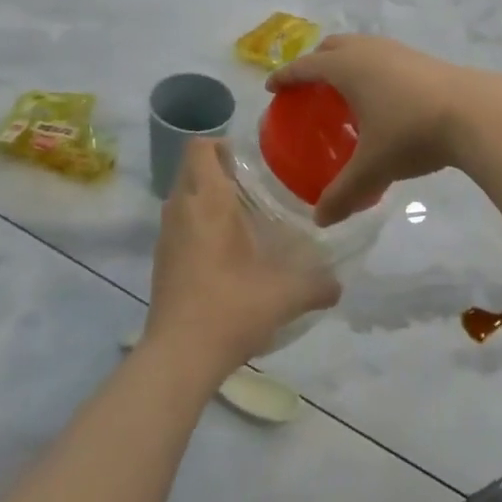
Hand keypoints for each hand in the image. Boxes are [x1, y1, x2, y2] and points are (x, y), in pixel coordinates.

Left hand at [143, 138, 339, 376]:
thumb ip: (317, 284)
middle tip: (253, 186)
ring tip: (242, 218)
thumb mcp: (285, 295)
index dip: (220, 144)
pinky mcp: (161, 262)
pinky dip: (197, 226)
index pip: (200, 148)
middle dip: (217, 170)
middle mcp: (181, 210)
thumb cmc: (230, 308)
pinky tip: (225, 252)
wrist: (178, 357)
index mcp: (207, 202)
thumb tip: (340, 284)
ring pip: (183, 199)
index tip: (249, 160)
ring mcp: (166, 237)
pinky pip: (179, 226)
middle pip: (191, 170)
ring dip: (206, 199)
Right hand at [266, 35, 480, 224]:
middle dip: (315, 62)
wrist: (475, 112)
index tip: (272, 87)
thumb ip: (344, 193)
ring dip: (346, 61)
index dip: (286, 76)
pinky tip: (383, 96)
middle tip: (308, 87)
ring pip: (361, 47)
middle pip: (332, 46)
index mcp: (346, 67)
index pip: (305, 66)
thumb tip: (320, 219)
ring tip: (345, 91)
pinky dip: (371, 68)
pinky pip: (383, 56)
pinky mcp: (422, 58)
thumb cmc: (412, 132)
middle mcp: (368, 50)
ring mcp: (398, 50)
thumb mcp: (373, 167)